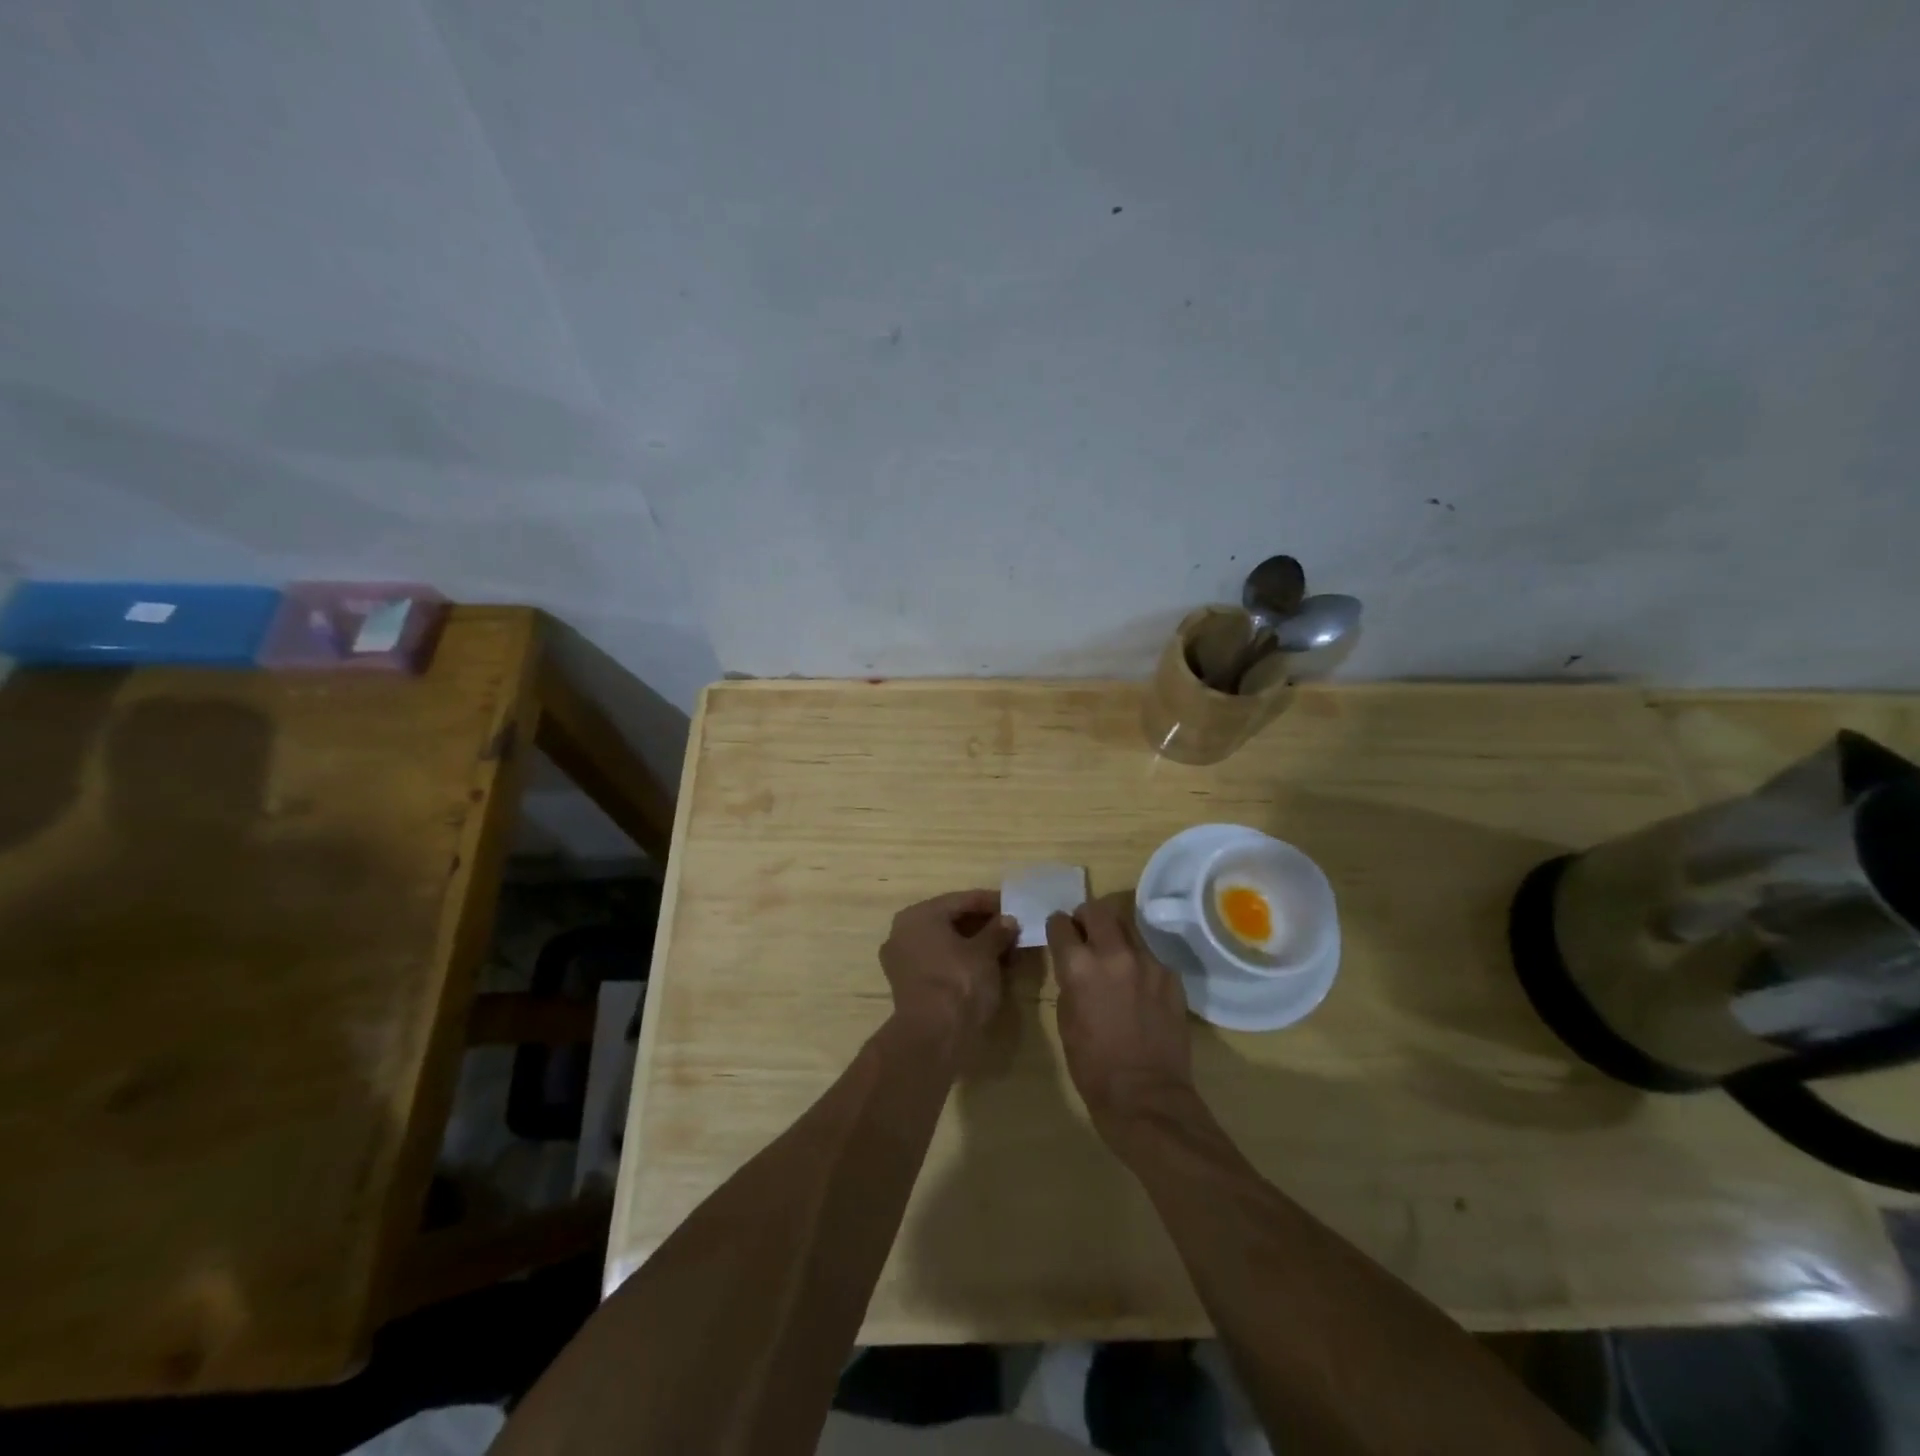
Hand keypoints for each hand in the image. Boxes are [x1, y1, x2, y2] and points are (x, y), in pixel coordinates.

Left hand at [880, 890, 1018, 1050]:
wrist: (933, 1036)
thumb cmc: (959, 981)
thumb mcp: (986, 952)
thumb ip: (998, 931)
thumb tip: (1008, 920)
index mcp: (919, 914)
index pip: (961, 900)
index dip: (991, 903)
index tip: (1014, 906)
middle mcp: (903, 931)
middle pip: (950, 921)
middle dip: (982, 925)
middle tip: (1011, 930)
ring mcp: (902, 959)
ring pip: (944, 943)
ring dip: (974, 945)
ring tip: (1004, 951)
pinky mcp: (907, 984)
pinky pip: (938, 962)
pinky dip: (960, 962)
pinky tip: (985, 968)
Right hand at [1047, 895, 1195, 1133]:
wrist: (1145, 1095)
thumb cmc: (1093, 1065)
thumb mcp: (1066, 1019)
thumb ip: (1070, 981)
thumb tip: (1075, 966)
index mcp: (1080, 966)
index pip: (1061, 924)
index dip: (1057, 928)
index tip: (1059, 935)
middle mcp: (1114, 954)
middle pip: (1097, 910)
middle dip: (1086, 917)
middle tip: (1085, 934)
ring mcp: (1148, 962)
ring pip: (1128, 926)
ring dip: (1115, 935)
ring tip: (1113, 957)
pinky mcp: (1171, 976)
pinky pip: (1150, 954)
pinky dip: (1138, 961)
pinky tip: (1138, 985)